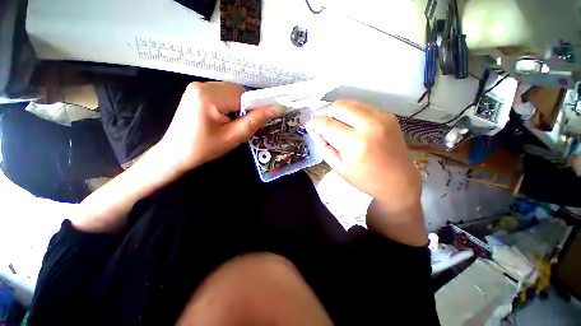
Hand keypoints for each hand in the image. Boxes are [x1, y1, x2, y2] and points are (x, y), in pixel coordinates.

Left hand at [158, 82, 279, 171]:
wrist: (175, 154)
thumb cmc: (204, 148)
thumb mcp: (233, 137)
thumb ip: (255, 121)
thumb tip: (277, 108)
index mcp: (209, 96)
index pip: (244, 95)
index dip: (255, 107)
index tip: (258, 121)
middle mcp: (202, 85)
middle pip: (238, 91)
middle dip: (245, 108)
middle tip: (242, 125)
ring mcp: (198, 87)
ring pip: (231, 92)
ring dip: (238, 106)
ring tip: (232, 123)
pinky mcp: (197, 93)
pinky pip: (223, 94)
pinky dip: (229, 105)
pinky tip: (224, 118)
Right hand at [306, 100, 421, 214]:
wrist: (399, 181)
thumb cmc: (365, 179)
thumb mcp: (338, 167)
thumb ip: (323, 146)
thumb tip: (313, 130)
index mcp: (355, 144)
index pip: (327, 124)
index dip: (314, 123)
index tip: (309, 125)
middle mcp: (369, 125)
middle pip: (338, 106)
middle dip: (327, 115)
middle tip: (327, 128)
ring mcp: (381, 117)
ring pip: (350, 103)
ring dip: (339, 113)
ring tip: (340, 128)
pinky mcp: (388, 116)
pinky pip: (362, 107)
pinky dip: (352, 114)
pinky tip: (354, 127)